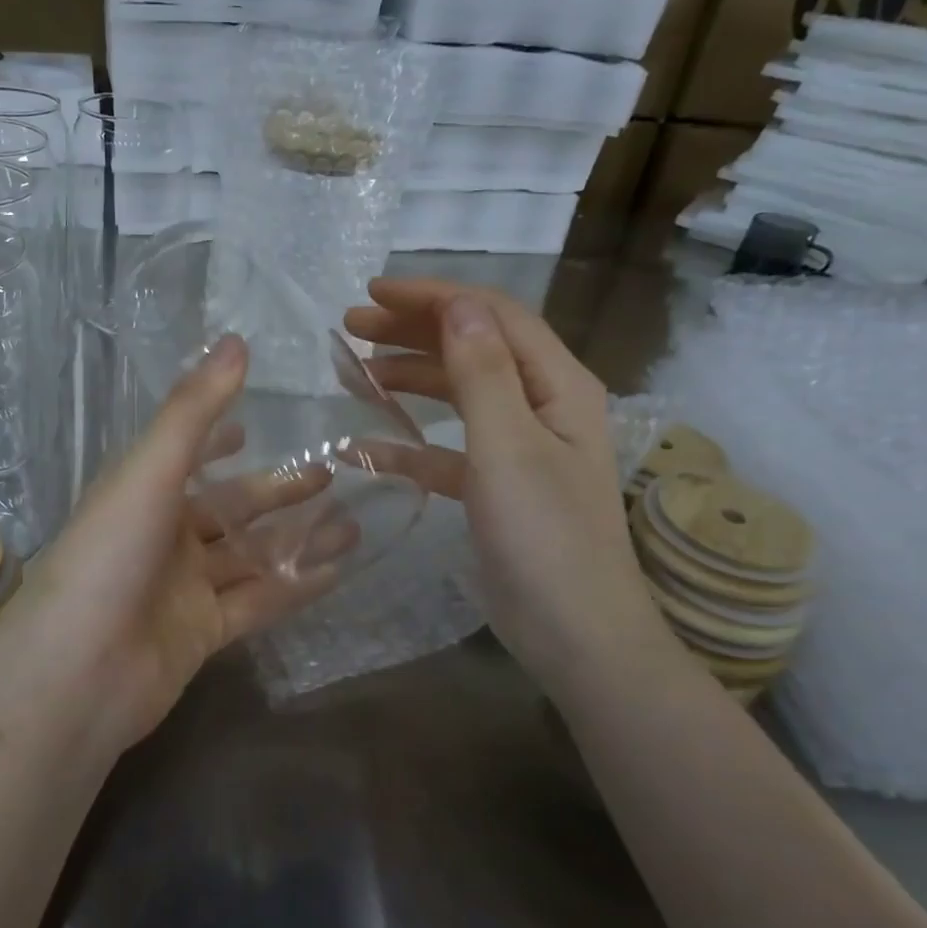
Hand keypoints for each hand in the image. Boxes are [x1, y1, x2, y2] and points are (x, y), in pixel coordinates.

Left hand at [0, 336, 337, 755]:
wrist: (78, 675)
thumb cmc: (108, 557)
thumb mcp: (149, 473)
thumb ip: (194, 411)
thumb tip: (236, 341)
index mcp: (140, 495)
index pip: (183, 456)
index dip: (215, 438)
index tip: (252, 425)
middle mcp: (161, 538)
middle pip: (228, 508)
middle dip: (275, 492)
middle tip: (329, 473)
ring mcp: (182, 589)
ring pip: (249, 555)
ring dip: (297, 538)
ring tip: (352, 520)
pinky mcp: (203, 634)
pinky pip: (258, 602)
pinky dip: (295, 585)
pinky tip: (338, 569)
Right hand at [344, 278, 673, 669]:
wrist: (575, 633)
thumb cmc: (545, 536)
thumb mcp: (507, 446)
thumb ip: (481, 372)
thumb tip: (458, 303)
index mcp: (556, 384)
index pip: (492, 316)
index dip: (433, 297)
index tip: (372, 294)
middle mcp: (541, 405)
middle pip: (473, 347)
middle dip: (413, 331)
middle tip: (352, 327)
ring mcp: (519, 447)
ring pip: (458, 393)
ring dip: (409, 378)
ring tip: (355, 372)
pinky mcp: (496, 486)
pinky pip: (447, 449)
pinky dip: (410, 443)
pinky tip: (366, 448)